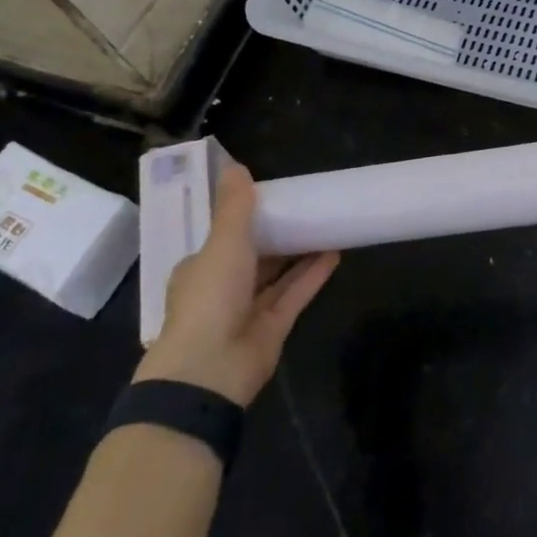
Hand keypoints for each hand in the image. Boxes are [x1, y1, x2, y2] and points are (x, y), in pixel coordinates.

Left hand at [134, 163, 338, 404]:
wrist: (210, 370)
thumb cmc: (210, 298)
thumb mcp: (222, 243)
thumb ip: (234, 207)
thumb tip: (236, 165)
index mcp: (201, 268)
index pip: (224, 238)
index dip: (248, 219)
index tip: (275, 199)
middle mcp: (223, 289)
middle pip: (255, 257)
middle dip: (279, 235)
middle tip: (307, 208)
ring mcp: (248, 311)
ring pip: (278, 276)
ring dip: (300, 253)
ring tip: (327, 225)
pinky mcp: (273, 329)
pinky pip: (295, 295)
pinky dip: (312, 275)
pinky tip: (335, 254)